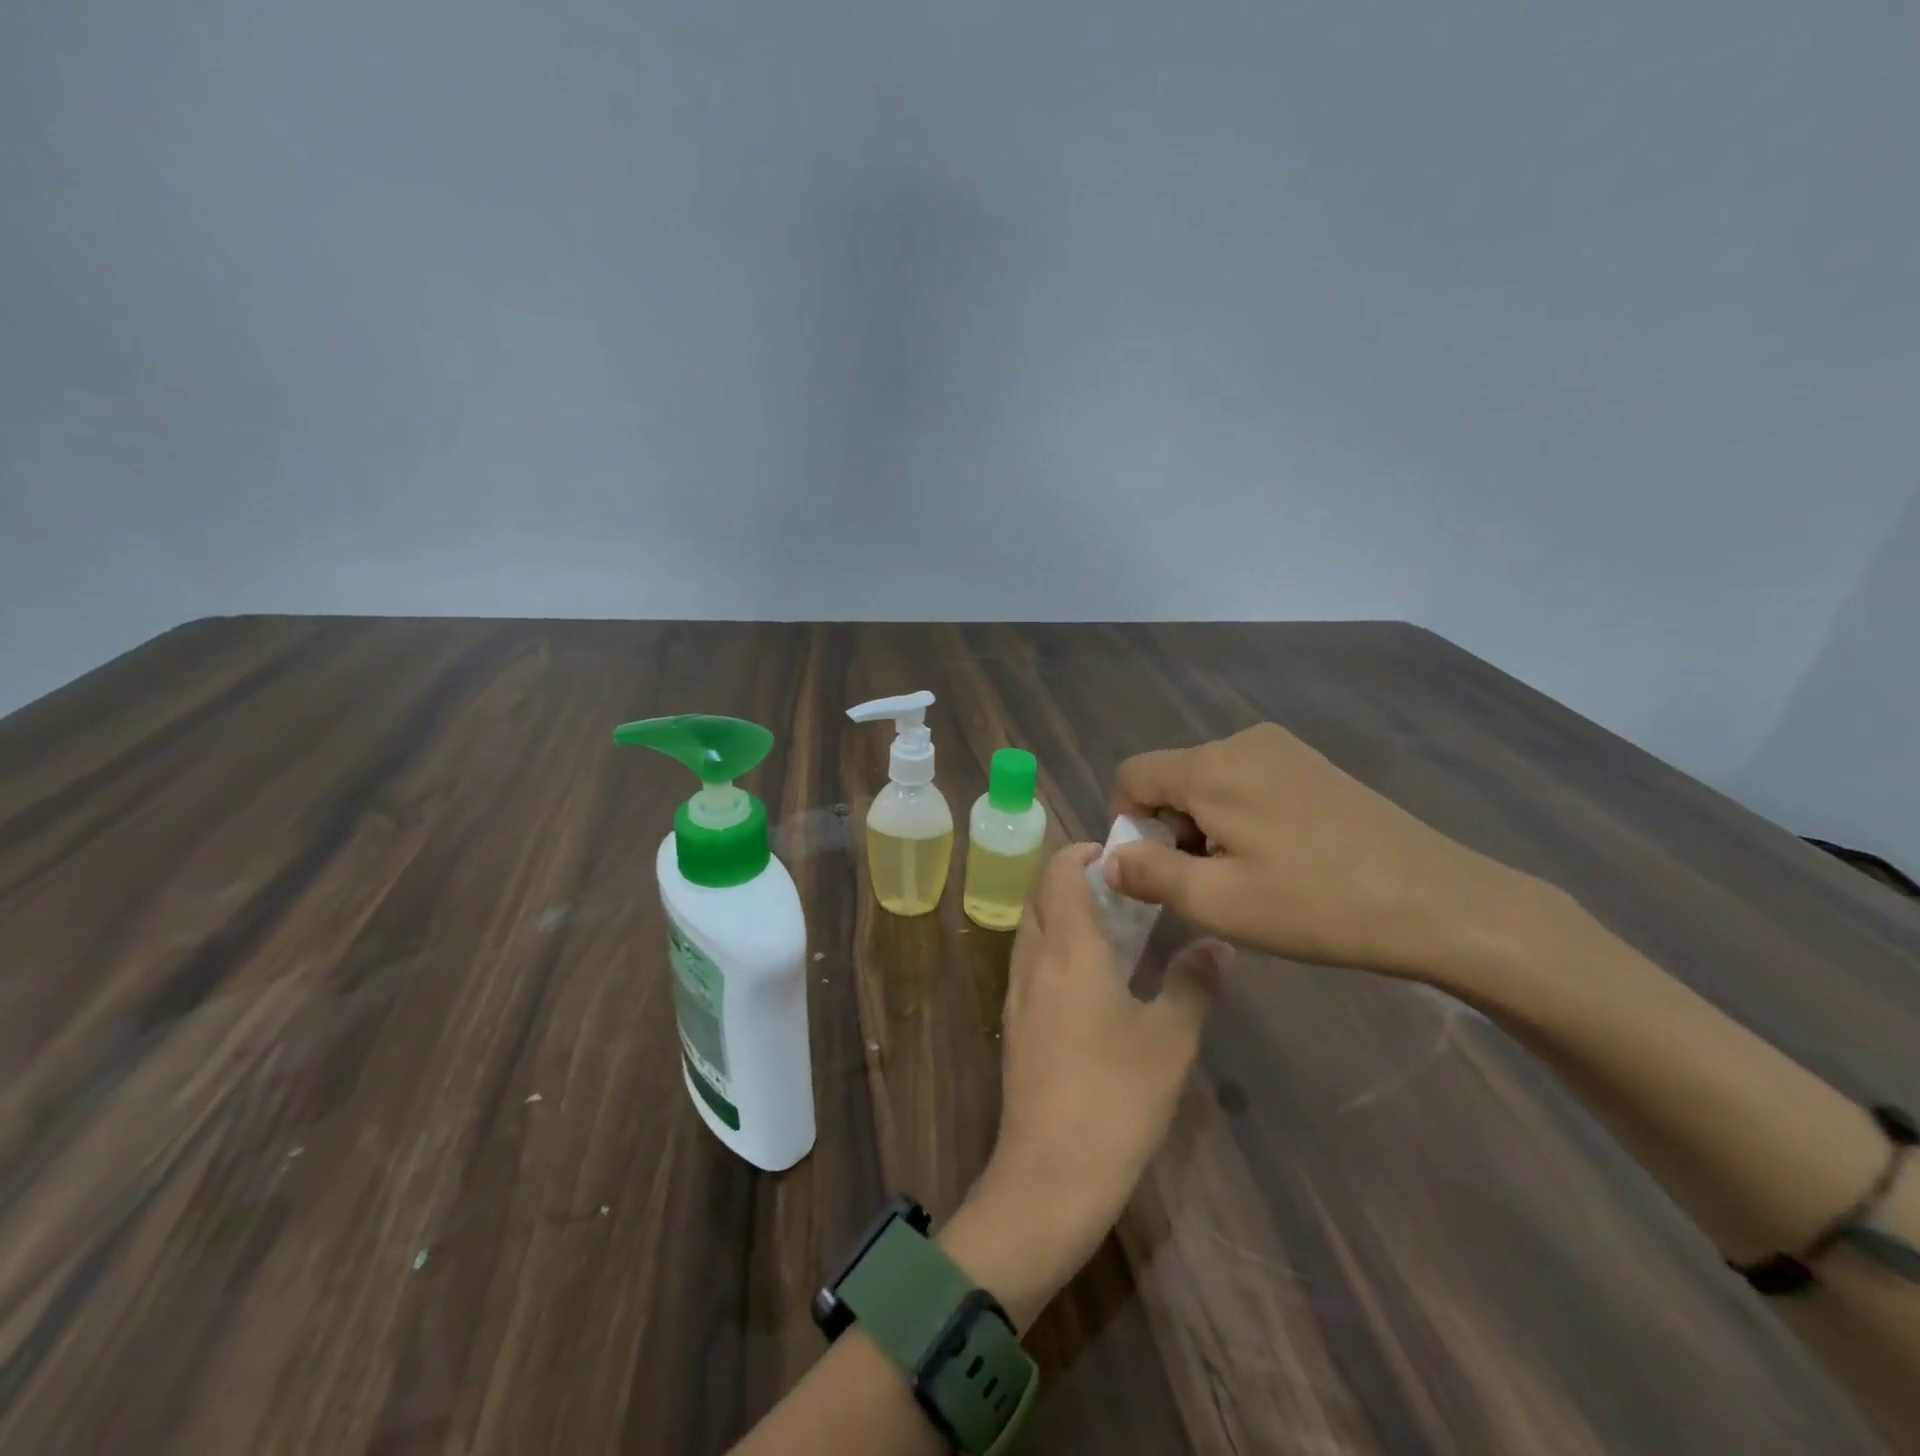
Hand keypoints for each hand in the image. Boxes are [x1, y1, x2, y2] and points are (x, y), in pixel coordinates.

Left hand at [941, 844, 1230, 1330]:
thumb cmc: (1115, 1099)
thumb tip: (1219, 944)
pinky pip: (1030, 962)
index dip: (1083, 852)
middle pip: (1041, 895)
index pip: (1059, 871)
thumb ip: (1193, 984)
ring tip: (1112, 924)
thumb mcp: (1170, 1040)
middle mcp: (1033, 960)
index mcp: (1068, 949)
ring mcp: (1016, 994)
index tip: (1121, 854)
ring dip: (1062, 912)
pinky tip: (1090, 977)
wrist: (1049, 1175)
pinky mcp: (1013, 1025)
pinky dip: (1054, 946)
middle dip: (1074, 878)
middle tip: (1124, 887)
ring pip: (1032, 928)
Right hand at [1107, 722, 1537, 982]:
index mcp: (1210, 767)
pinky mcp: (1312, 764)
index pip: (1132, 776)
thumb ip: (1149, 874)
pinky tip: (1278, 859)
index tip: (1155, 872)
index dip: (1127, 823)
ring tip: (1246, 877)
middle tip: (1207, 884)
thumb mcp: (1217, 901)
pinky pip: (1247, 782)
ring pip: (1210, 782)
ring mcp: (1283, 749)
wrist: (1437, 901)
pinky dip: (1240, 816)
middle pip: (1172, 778)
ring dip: (1206, 826)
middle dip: (1170, 829)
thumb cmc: (1315, 904)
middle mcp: (1241, 742)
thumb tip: (1109, 861)